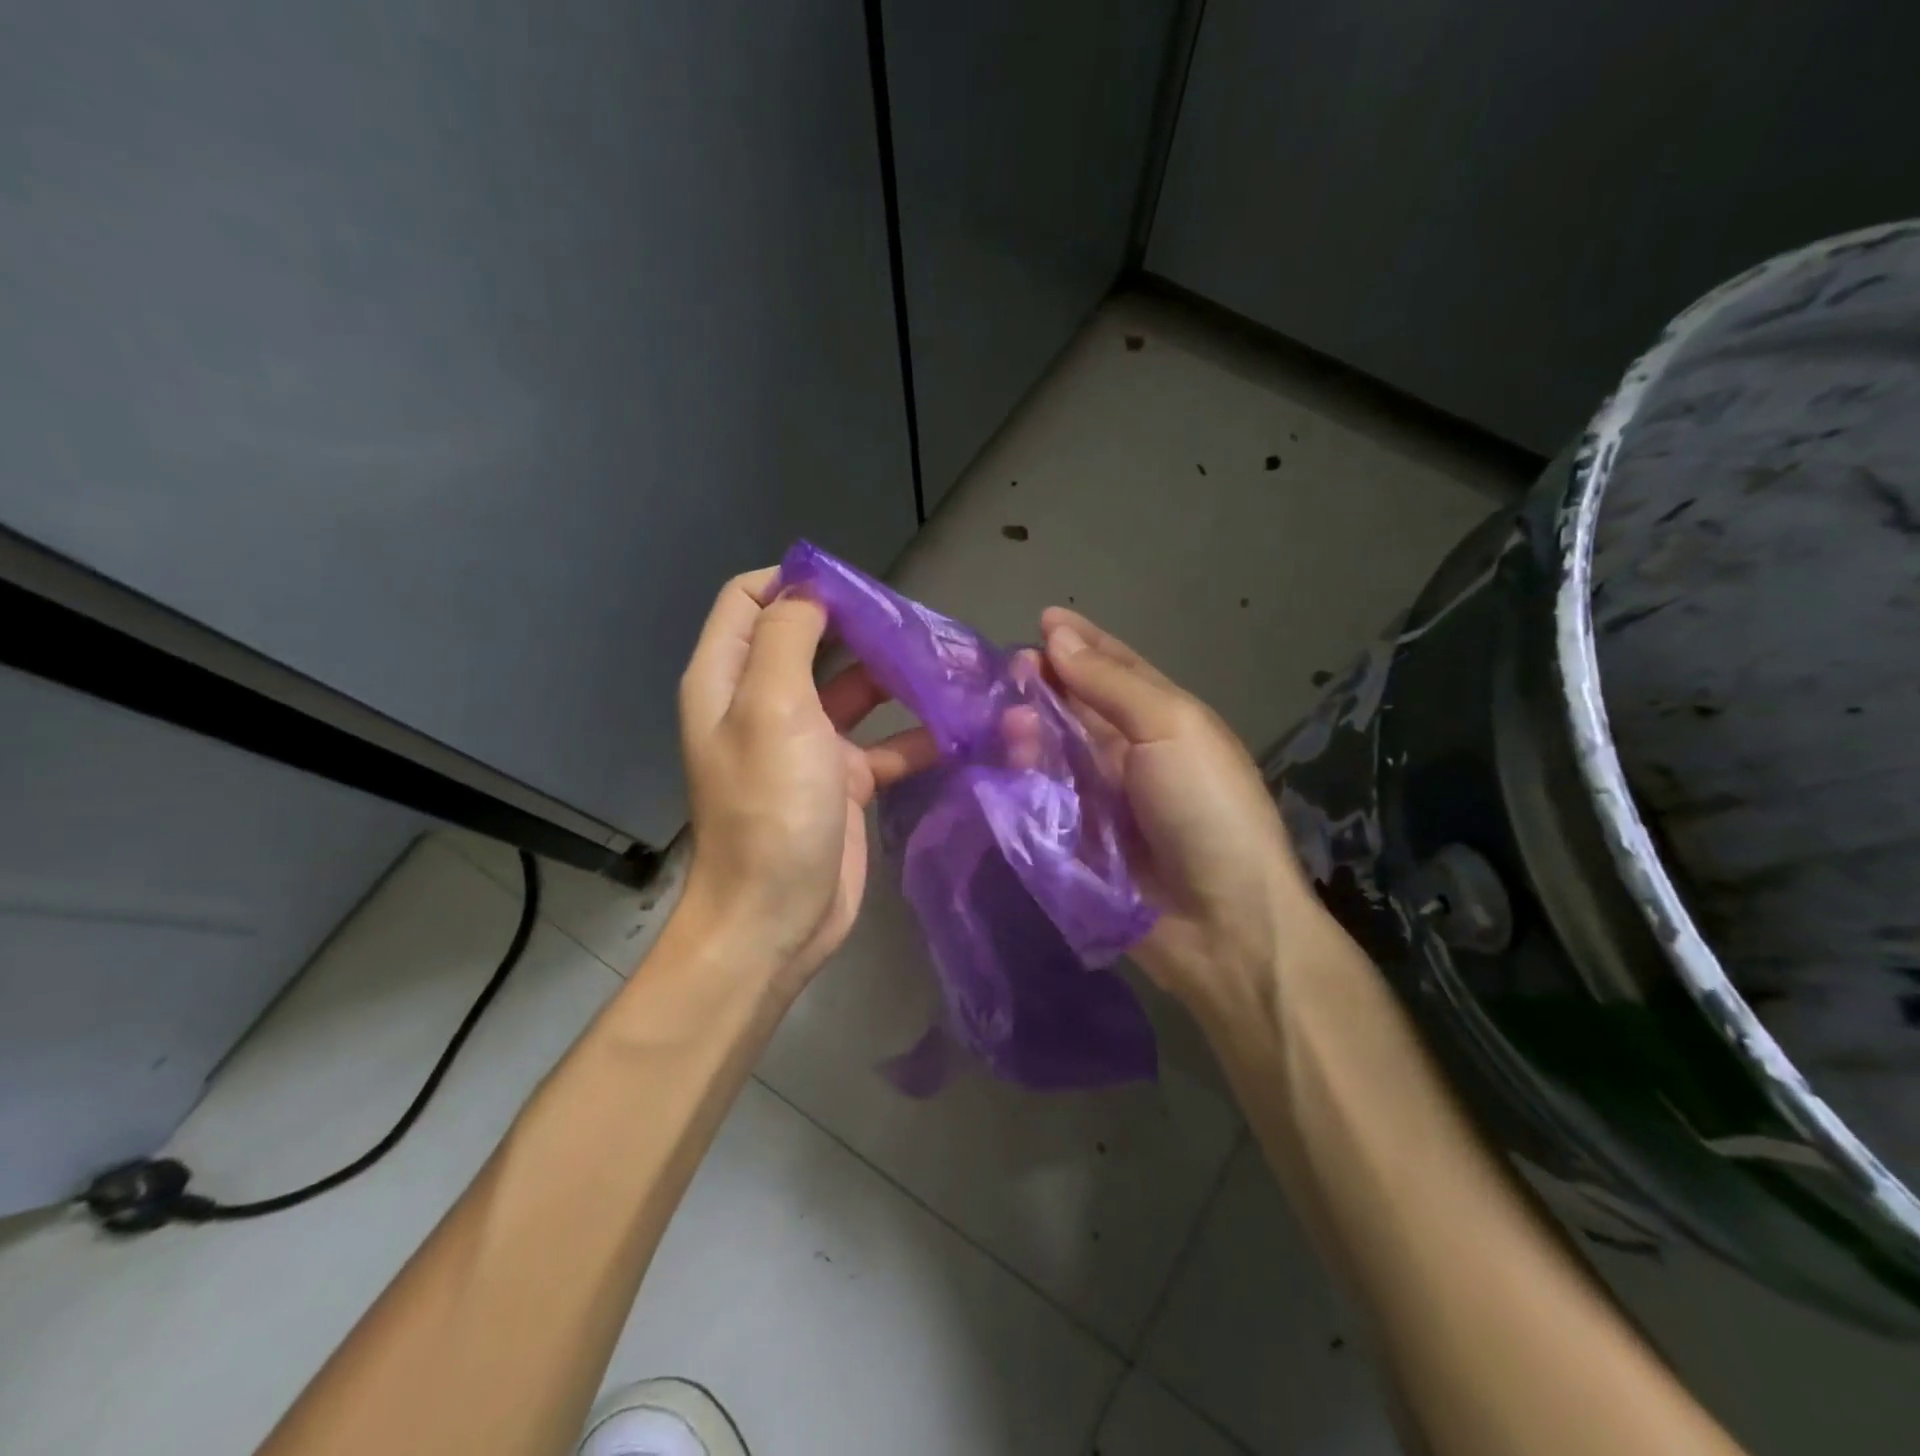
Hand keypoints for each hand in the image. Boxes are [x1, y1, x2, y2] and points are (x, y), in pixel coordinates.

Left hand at [677, 570, 935, 990]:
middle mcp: (763, 704)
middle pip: (810, 640)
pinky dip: (917, 735)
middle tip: (913, 621)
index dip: (795, 581)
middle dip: (858, 625)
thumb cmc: (770, 809)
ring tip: (949, 664)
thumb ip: (787, 638)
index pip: (750, 600)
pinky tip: (961, 729)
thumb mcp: (772, 709)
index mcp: (729, 680)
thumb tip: (807, 589)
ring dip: (896, 677)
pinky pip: (884, 744)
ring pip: (854, 690)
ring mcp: (806, 744)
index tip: (853, 584)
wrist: (778, 918)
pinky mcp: (843, 781)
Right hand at [1038, 608, 1323, 1019]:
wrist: (1222, 922)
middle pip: (1078, 707)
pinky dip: (1024, 773)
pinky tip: (1007, 756)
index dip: (1082, 642)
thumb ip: (1110, 683)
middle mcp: (1133, 753)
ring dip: (1030, 727)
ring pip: (1054, 748)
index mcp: (1167, 720)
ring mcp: (1103, 798)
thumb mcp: (1171, 728)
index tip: (1041, 620)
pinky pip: (1041, 794)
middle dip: (1046, 683)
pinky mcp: (1075, 838)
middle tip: (1010, 671)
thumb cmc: (1206, 808)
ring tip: (1009, 717)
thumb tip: (1057, 635)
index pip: (1118, 669)